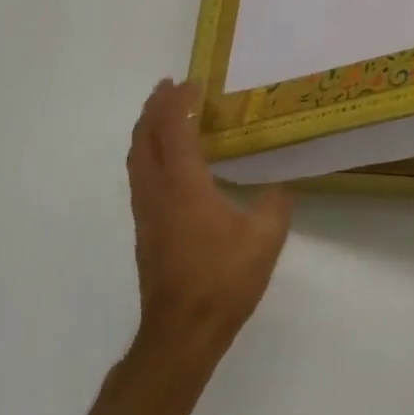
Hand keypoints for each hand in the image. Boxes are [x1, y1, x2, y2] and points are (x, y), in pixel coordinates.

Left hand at [125, 79, 293, 367]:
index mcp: (184, 185)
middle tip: (168, 87)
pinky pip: (140, 177)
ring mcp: (146, 212)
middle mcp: (157, 192)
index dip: (179, 103)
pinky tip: (166, 163)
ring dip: (145, 130)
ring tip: (161, 115)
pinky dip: (147, 154)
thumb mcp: (264, 240)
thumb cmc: (223, 280)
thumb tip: (278, 191)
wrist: (181, 332)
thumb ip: (274, 206)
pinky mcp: (145, 230)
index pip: (174, 130)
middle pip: (144, 138)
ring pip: (136, 158)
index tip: (192, 82)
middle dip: (153, 108)